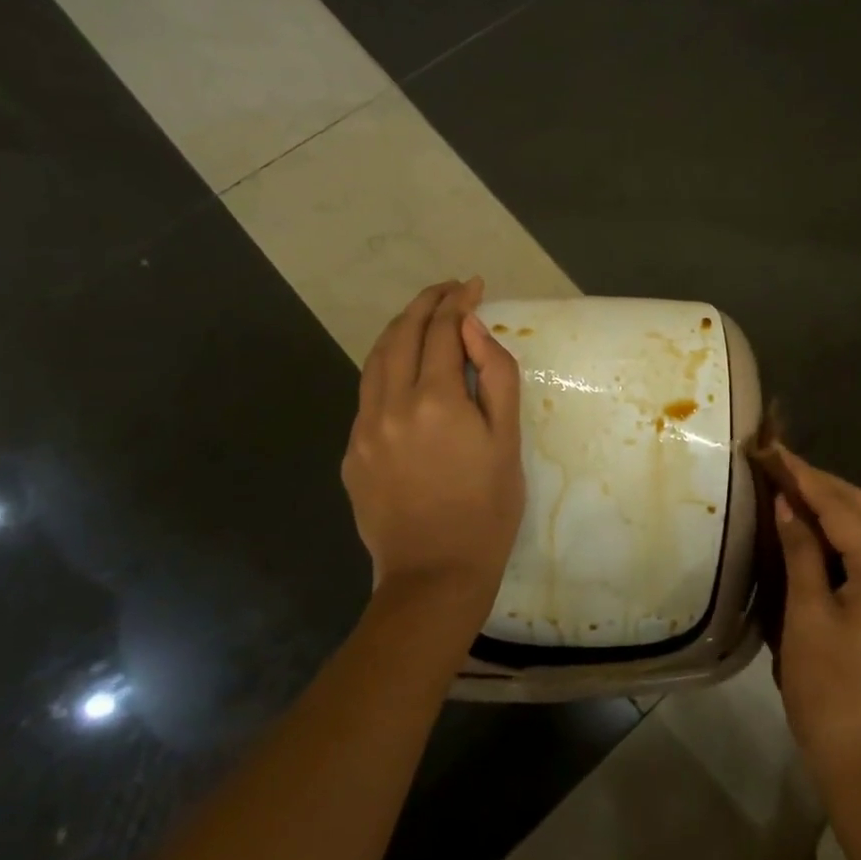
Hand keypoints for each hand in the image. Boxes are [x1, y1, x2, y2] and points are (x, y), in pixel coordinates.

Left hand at [342, 278, 524, 637]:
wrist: (435, 574)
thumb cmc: (487, 509)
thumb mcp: (508, 441)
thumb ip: (496, 377)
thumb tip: (474, 329)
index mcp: (436, 400)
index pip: (442, 330)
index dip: (458, 302)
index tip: (473, 285)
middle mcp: (391, 404)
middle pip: (402, 335)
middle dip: (426, 304)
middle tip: (449, 290)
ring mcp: (364, 428)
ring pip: (376, 359)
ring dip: (400, 329)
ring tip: (423, 316)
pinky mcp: (352, 451)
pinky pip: (367, 392)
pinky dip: (386, 366)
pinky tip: (403, 369)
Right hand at [771, 450, 860, 796]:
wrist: (859, 754)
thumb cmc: (827, 686)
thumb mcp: (806, 615)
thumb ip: (800, 553)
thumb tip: (786, 504)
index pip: (842, 508)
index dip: (805, 477)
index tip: (774, 451)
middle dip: (821, 483)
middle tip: (778, 465)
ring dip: (829, 502)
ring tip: (787, 486)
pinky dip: (835, 529)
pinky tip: (806, 526)